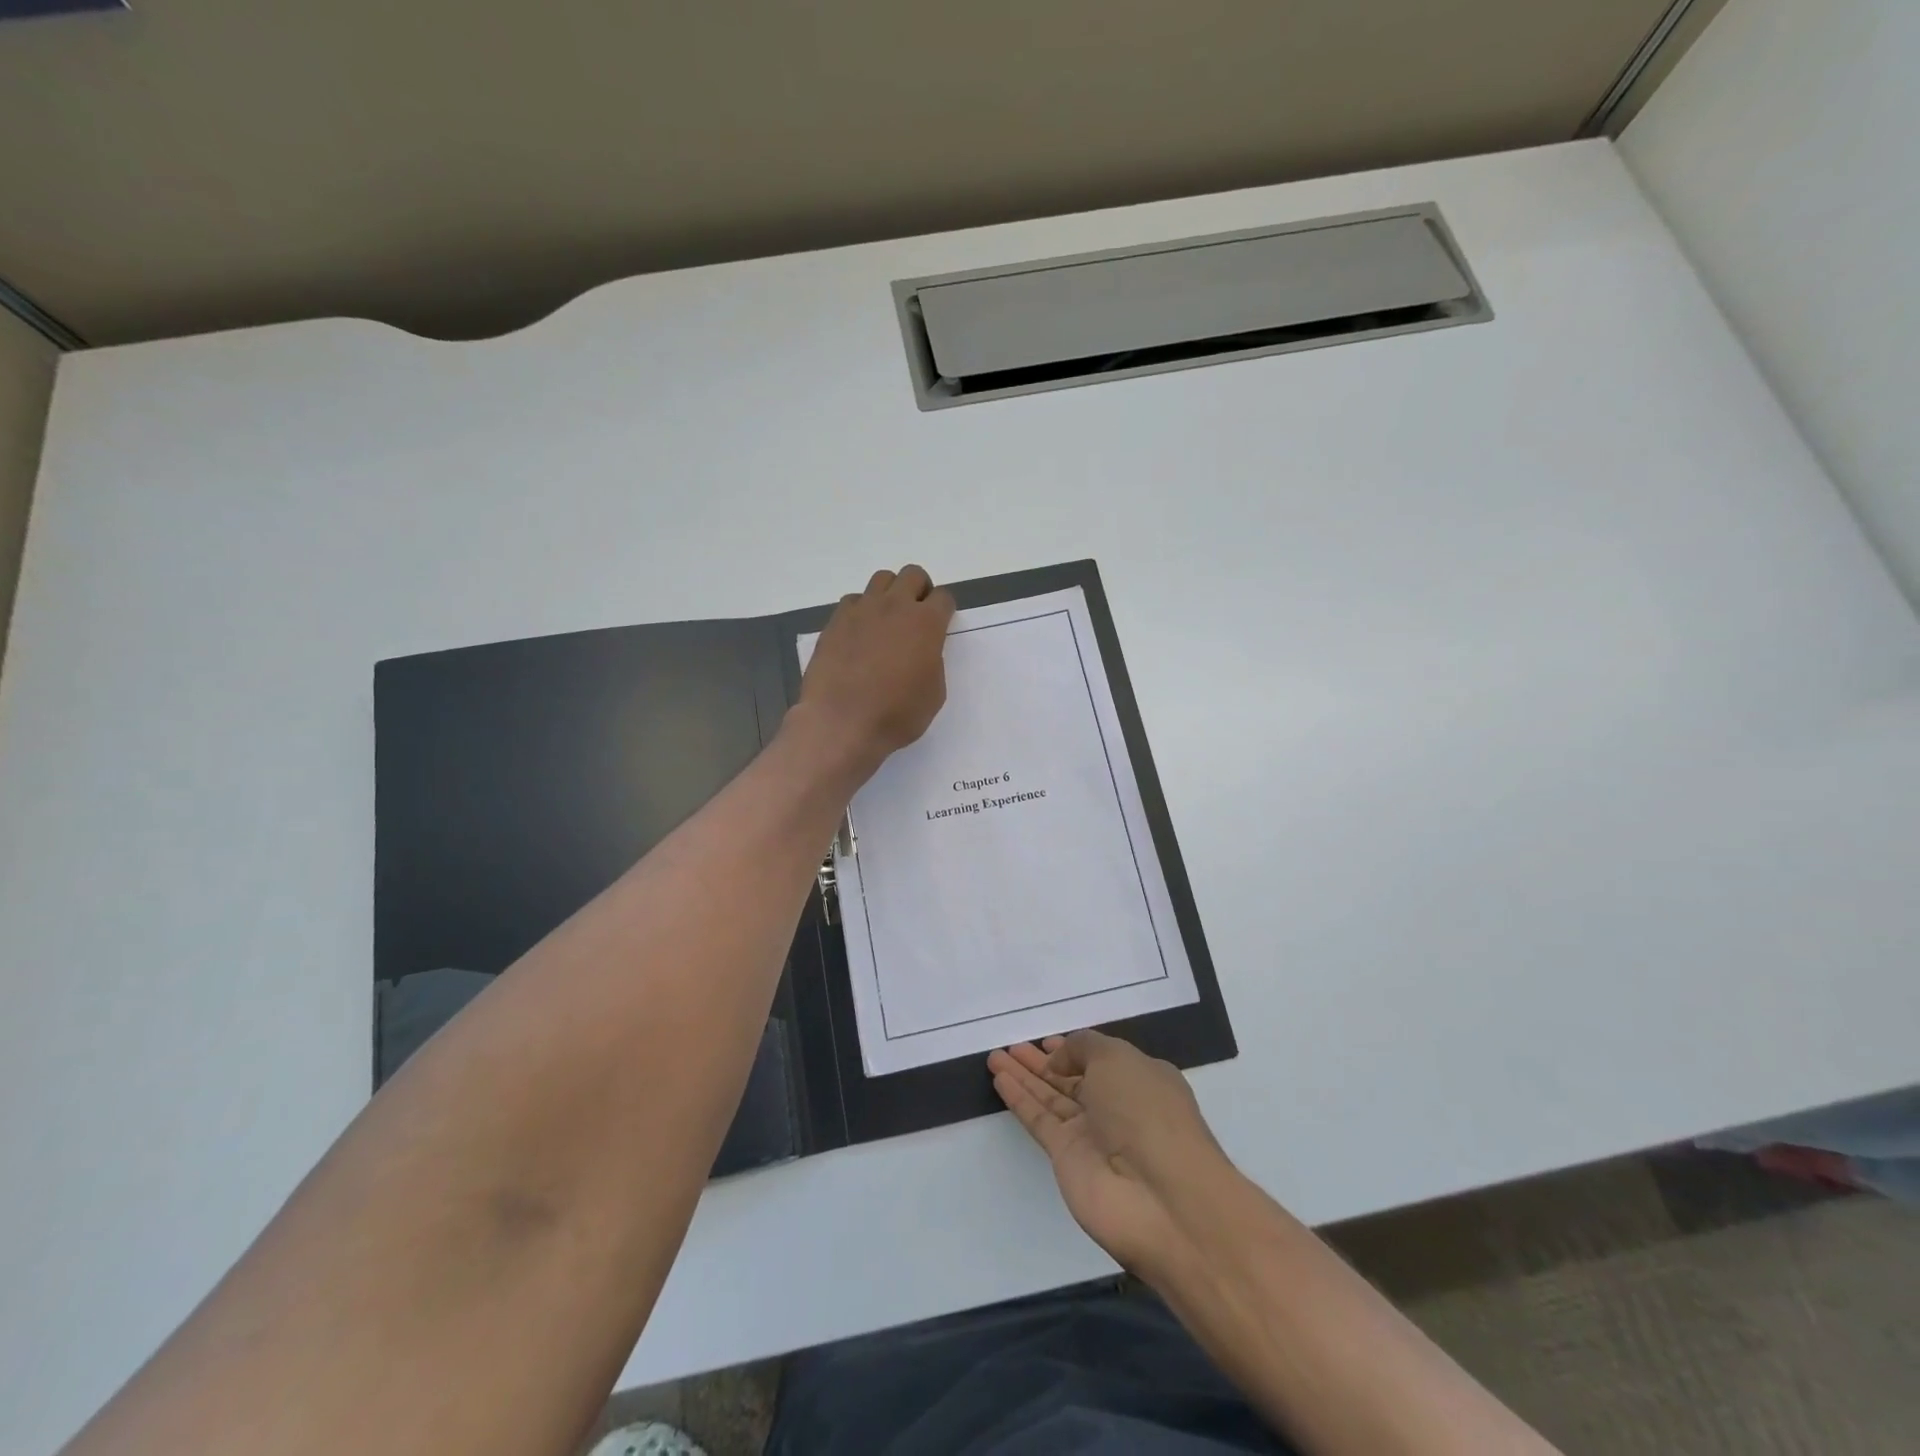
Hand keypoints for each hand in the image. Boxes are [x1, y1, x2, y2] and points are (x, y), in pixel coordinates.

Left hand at [795, 565, 954, 773]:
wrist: (842, 722)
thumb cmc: (896, 715)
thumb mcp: (934, 693)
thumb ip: (932, 661)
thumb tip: (921, 650)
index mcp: (926, 623)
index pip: (943, 597)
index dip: (944, 610)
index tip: (940, 625)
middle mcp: (895, 606)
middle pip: (913, 575)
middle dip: (919, 590)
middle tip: (916, 616)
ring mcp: (862, 610)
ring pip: (881, 579)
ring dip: (890, 594)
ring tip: (887, 621)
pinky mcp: (835, 621)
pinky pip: (853, 601)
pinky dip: (861, 610)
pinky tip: (859, 635)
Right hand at [989, 1030, 1226, 1279]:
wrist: (1160, 1197)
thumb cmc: (1147, 1112)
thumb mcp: (1117, 1058)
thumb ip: (1083, 1048)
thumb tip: (1057, 1061)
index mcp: (1139, 1079)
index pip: (1100, 1059)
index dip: (1073, 1049)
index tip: (1045, 1041)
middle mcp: (1116, 1106)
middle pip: (1071, 1078)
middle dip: (1042, 1062)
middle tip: (1011, 1046)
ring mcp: (1091, 1134)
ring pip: (1051, 1097)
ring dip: (1024, 1076)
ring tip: (995, 1057)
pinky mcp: (1067, 1158)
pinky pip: (1039, 1120)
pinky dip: (1020, 1099)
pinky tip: (999, 1079)